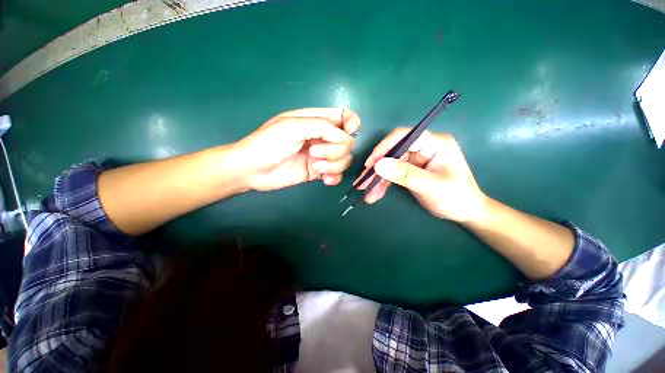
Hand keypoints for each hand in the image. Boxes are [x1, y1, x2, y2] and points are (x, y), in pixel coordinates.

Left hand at [234, 108, 360, 190]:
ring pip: (344, 159)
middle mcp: (321, 137)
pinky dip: (334, 177)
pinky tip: (324, 180)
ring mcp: (321, 156)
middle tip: (315, 153)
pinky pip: (337, 174)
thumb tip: (345, 137)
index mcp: (315, 120)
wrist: (253, 170)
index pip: (344, 117)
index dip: (352, 123)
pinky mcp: (318, 172)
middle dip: (336, 150)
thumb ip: (321, 127)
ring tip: (317, 168)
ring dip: (334, 165)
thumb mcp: (292, 127)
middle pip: (347, 141)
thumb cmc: (268, 143)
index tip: (350, 132)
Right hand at [359, 128, 485, 222]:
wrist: (465, 212)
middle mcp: (424, 147)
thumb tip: (378, 165)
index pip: (404, 136)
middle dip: (377, 169)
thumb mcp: (431, 187)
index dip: (384, 148)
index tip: (370, 164)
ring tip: (367, 193)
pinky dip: (384, 184)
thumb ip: (405, 175)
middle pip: (393, 152)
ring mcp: (417, 159)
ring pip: (390, 164)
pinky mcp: (411, 169)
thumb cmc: (456, 198)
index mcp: (435, 143)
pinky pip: (393, 173)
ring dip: (378, 179)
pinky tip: (375, 194)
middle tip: (363, 182)